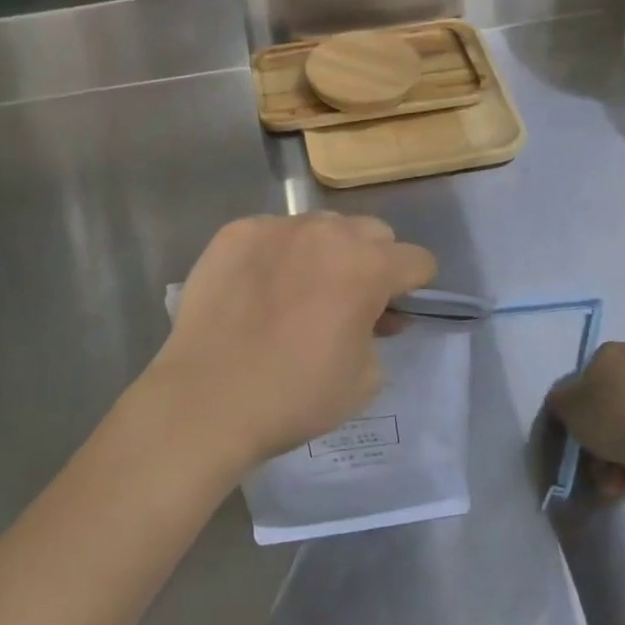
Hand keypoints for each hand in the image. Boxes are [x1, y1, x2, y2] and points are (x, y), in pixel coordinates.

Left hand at [141, 213, 436, 473]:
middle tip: (347, 300)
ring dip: (323, 251)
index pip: (417, 259)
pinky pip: (271, 233)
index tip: (394, 311)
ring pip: (319, 227)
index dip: (413, 287)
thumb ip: (379, 335)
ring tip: (298, 291)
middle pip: (371, 231)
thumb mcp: (364, 379)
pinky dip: (276, 254)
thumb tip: (372, 316)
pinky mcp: (234, 233)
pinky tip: (257, 289)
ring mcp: (276, 227)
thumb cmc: (294, 396)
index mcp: (367, 266)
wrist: (207, 398)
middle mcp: (325, 233)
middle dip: (371, 261)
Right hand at [544, 341, 624, 490]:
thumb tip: (565, 402)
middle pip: (616, 400)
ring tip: (616, 482)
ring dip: (624, 452)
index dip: (581, 404)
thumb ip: (560, 401)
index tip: (580, 431)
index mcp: (614, 351)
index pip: (590, 373)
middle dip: (604, 435)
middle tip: (597, 464)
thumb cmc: (612, 417)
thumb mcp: (565, 407)